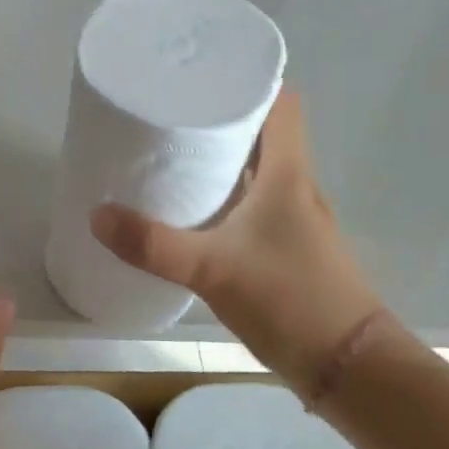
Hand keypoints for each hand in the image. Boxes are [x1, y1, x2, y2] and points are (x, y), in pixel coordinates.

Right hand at [90, 89, 385, 388]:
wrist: (351, 371)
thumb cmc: (290, 301)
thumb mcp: (213, 270)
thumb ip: (153, 245)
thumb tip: (97, 215)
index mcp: (289, 173)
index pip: (281, 104)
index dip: (248, 82)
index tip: (204, 77)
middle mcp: (297, 187)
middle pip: (263, 134)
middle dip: (220, 120)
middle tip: (170, 115)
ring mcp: (296, 220)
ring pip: (258, 171)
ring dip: (222, 160)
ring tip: (172, 157)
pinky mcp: (290, 249)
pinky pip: (255, 205)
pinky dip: (228, 197)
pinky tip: (195, 213)